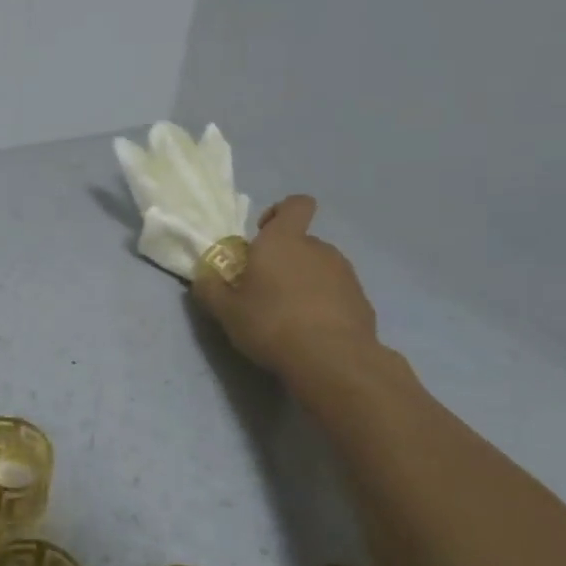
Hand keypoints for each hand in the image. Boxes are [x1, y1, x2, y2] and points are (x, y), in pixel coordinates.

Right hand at [191, 195, 381, 381]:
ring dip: (304, 281)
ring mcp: (345, 274)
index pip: (296, 204)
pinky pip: (336, 292)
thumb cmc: (271, 324)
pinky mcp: (362, 300)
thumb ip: (210, 289)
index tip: (263, 233)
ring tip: (288, 313)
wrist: (333, 361)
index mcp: (283, 241)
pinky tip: (311, 330)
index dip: (280, 212)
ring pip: (319, 267)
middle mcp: (318, 248)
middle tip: (264, 287)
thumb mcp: (226, 311)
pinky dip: (323, 303)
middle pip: (301, 241)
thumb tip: (203, 276)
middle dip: (284, 258)